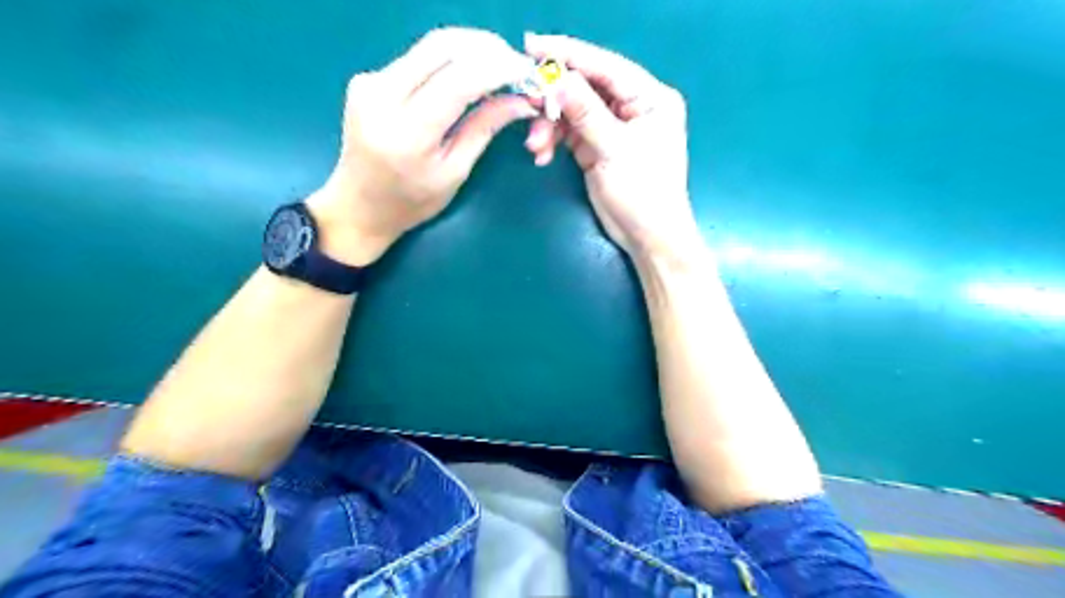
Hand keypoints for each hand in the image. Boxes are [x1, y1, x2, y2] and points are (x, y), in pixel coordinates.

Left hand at [307, 27, 540, 266]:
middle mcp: (382, 97)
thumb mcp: (454, 173)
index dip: (497, 68)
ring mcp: (369, 83)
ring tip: (497, 68)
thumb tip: (521, 101)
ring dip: (468, 50)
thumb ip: (484, 129)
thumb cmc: (411, 202)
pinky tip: (464, 78)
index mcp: (408, 132)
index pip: (458, 80)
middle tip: (514, 63)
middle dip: (485, 47)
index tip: (525, 70)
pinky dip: (447, 62)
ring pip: (428, 47)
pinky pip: (416, 59)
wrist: (358, 206)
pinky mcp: (366, 79)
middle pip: (440, 47)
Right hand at [523, 32, 705, 257]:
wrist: (647, 238)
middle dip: (554, 98)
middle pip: (585, 87)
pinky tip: (542, 155)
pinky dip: (553, 141)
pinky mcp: (597, 146)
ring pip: (572, 111)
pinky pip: (569, 133)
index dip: (568, 54)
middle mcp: (632, 106)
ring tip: (535, 146)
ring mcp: (613, 127)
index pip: (605, 66)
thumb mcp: (615, 150)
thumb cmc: (643, 193)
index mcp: (649, 97)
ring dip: (549, 126)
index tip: (532, 45)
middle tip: (527, 101)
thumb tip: (558, 78)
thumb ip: (586, 113)